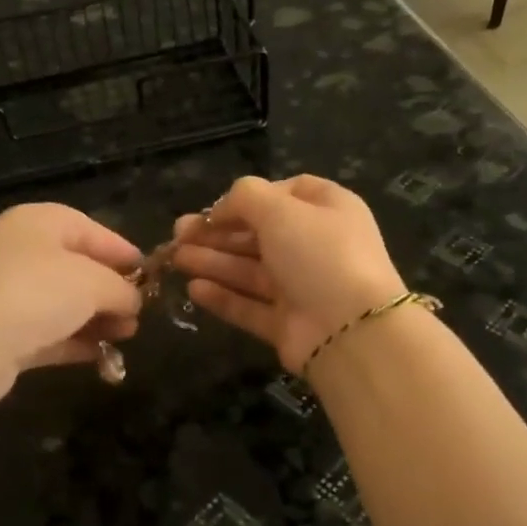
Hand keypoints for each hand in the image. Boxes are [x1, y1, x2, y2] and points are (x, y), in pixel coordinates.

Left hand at [0, 203, 144, 403]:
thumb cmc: (34, 292)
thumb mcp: (92, 281)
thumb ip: (120, 288)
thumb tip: (133, 300)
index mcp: (40, 224)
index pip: (90, 229)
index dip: (122, 251)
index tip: (151, 274)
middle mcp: (21, 253)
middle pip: (77, 268)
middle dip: (112, 291)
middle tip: (139, 314)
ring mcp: (9, 296)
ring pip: (64, 305)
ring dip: (97, 320)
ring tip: (127, 336)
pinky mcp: (3, 336)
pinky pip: (49, 336)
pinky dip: (76, 344)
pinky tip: (103, 357)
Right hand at [171, 175, 406, 374]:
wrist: (351, 331)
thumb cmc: (319, 255)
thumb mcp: (281, 210)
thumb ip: (245, 197)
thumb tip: (223, 208)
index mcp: (328, 210)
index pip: (285, 194)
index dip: (248, 198)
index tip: (216, 209)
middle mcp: (316, 247)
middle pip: (260, 234)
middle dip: (218, 233)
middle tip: (177, 234)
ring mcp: (302, 288)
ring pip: (250, 271)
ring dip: (212, 262)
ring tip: (175, 258)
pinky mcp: (287, 324)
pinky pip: (249, 306)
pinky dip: (223, 297)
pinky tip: (194, 289)